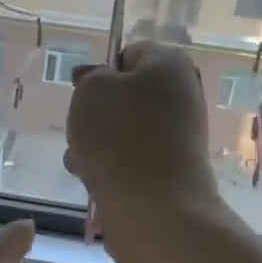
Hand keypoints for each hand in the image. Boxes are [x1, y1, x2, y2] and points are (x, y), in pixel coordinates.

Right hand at [66, 41, 219, 220]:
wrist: (154, 208)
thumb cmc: (120, 136)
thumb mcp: (91, 90)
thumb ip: (91, 77)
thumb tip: (101, 81)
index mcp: (170, 65)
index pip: (130, 54)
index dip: (101, 71)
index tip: (82, 93)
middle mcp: (182, 96)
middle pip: (126, 95)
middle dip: (96, 112)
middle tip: (79, 128)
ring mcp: (179, 136)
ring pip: (125, 129)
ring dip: (96, 141)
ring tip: (79, 160)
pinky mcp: (171, 170)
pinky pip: (132, 158)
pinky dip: (110, 165)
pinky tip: (92, 179)